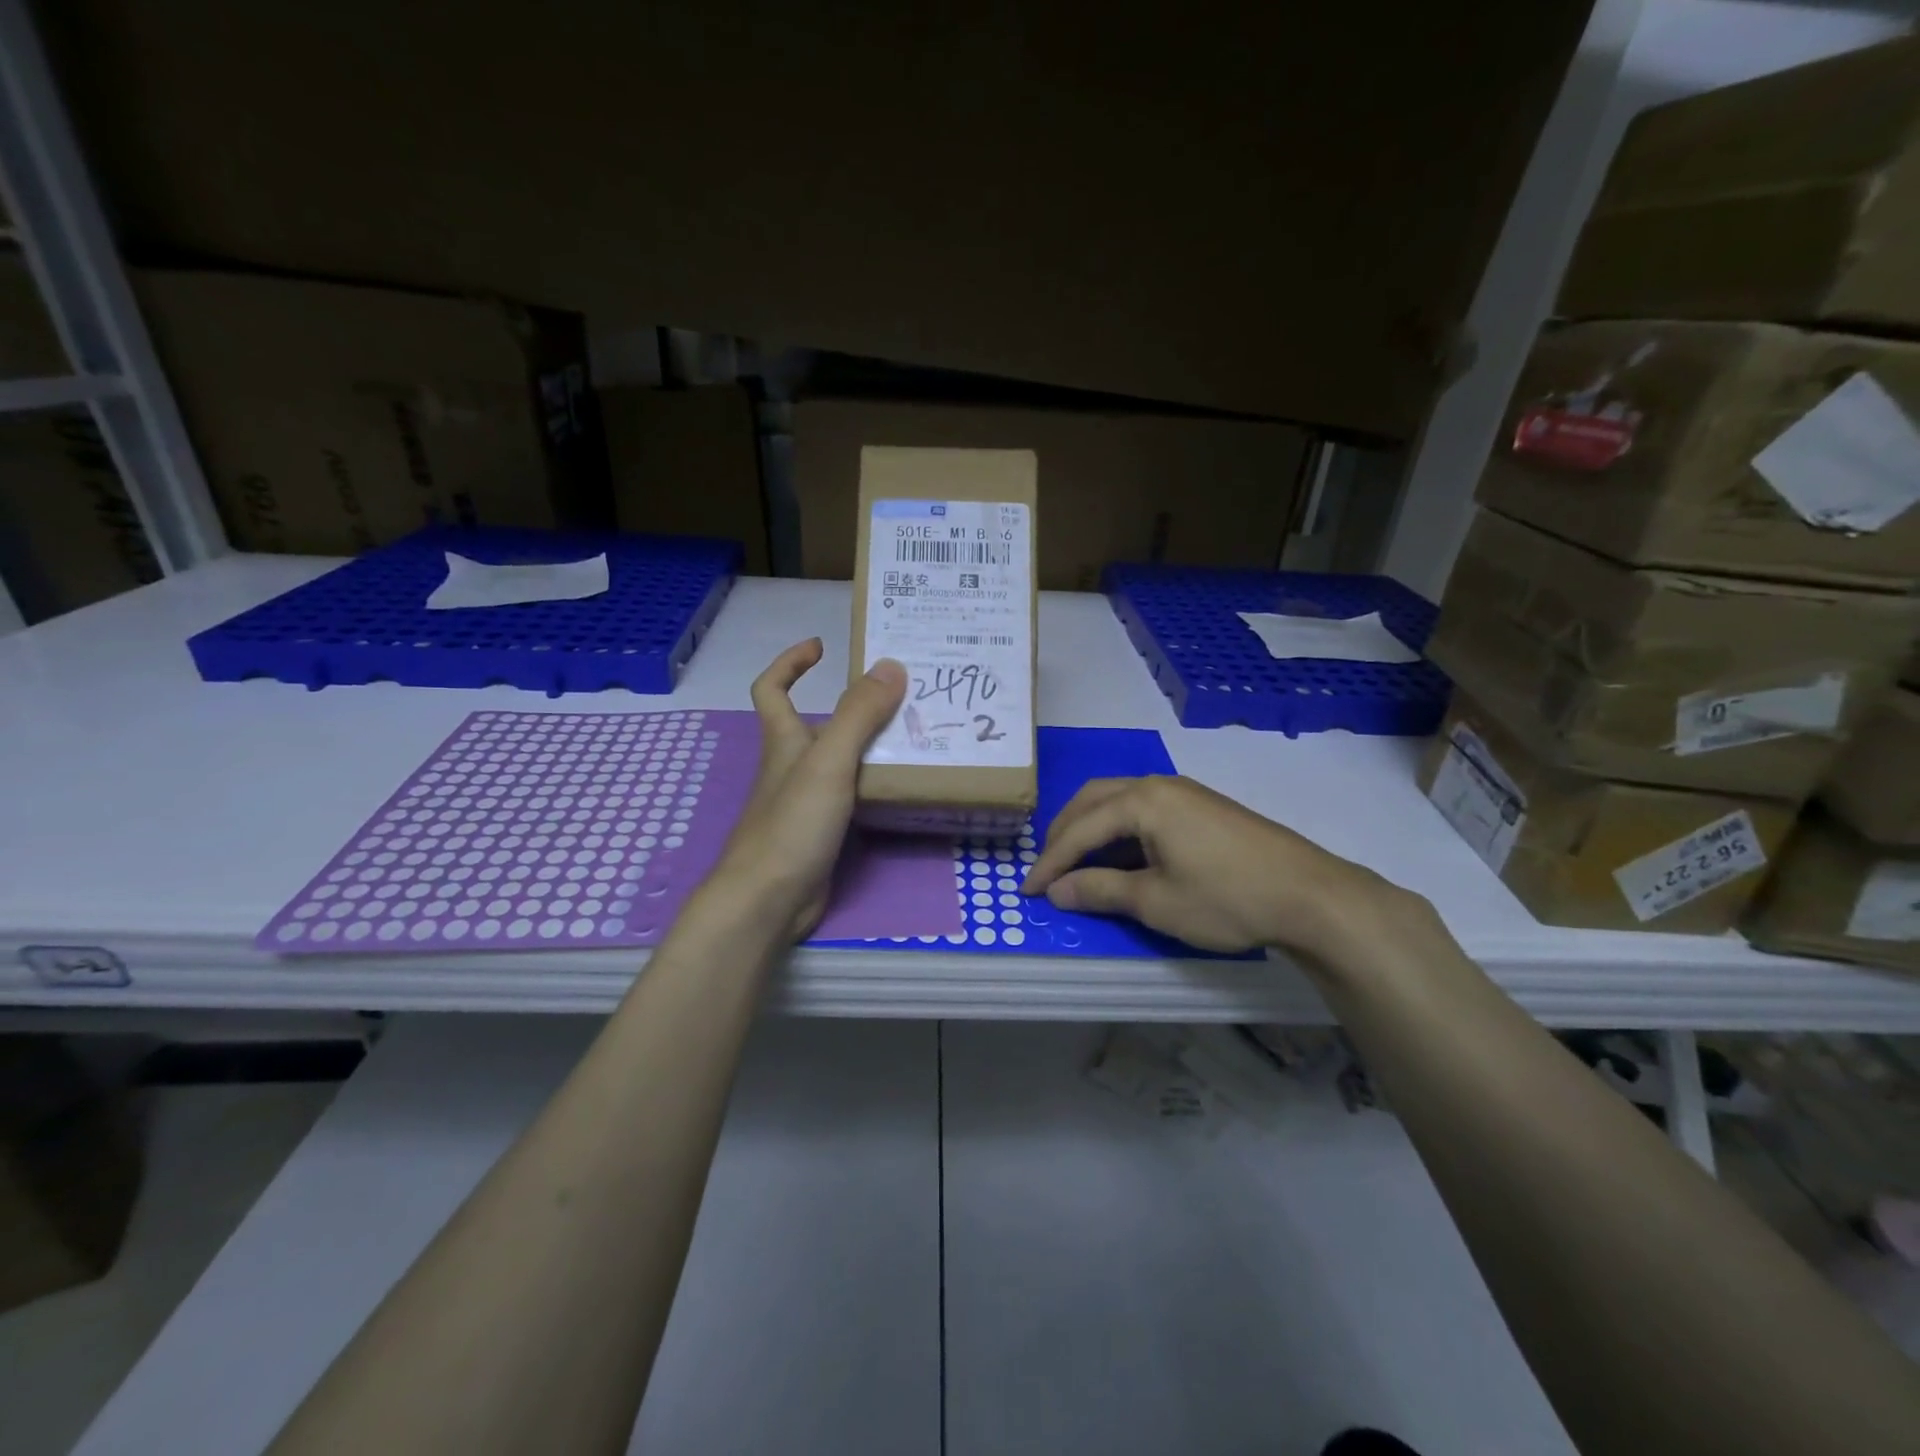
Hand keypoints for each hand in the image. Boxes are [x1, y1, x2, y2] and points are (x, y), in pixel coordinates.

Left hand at [706, 639, 906, 940]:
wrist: (769, 900)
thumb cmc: (791, 824)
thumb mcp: (828, 761)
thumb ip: (859, 714)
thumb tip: (891, 665)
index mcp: (784, 741)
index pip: (772, 689)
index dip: (790, 663)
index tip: (821, 646)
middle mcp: (793, 766)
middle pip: (818, 724)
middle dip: (855, 706)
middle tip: (903, 695)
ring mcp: (807, 801)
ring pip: (841, 761)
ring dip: (872, 745)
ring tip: (918, 734)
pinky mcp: (823, 832)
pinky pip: (852, 795)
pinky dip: (874, 784)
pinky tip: (903, 785)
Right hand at [1021, 775, 1418, 961]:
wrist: (1310, 895)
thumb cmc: (1226, 898)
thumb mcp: (1156, 901)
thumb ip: (1100, 891)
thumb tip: (1057, 891)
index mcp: (1143, 800)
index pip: (1080, 828)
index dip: (1050, 861)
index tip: (1029, 891)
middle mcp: (1158, 784)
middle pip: (1093, 800)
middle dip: (1063, 834)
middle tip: (1047, 869)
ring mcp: (1184, 792)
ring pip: (1118, 800)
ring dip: (1090, 828)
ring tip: (1076, 862)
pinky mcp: (1202, 806)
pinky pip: (1143, 808)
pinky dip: (1118, 829)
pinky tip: (1121, 855)